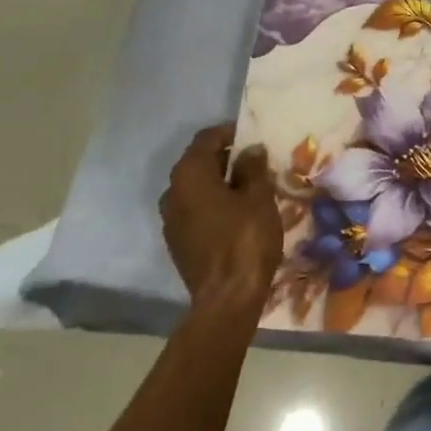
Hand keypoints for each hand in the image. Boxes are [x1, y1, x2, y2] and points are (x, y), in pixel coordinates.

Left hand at [159, 124, 281, 306]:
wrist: (226, 298)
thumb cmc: (246, 239)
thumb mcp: (258, 198)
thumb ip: (252, 169)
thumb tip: (250, 150)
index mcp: (189, 176)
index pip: (206, 139)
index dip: (230, 133)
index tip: (253, 136)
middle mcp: (172, 193)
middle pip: (198, 163)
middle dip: (226, 158)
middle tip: (256, 160)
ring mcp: (171, 220)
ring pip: (196, 188)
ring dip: (219, 182)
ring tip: (250, 186)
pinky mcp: (178, 242)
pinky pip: (195, 210)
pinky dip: (213, 203)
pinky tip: (237, 212)